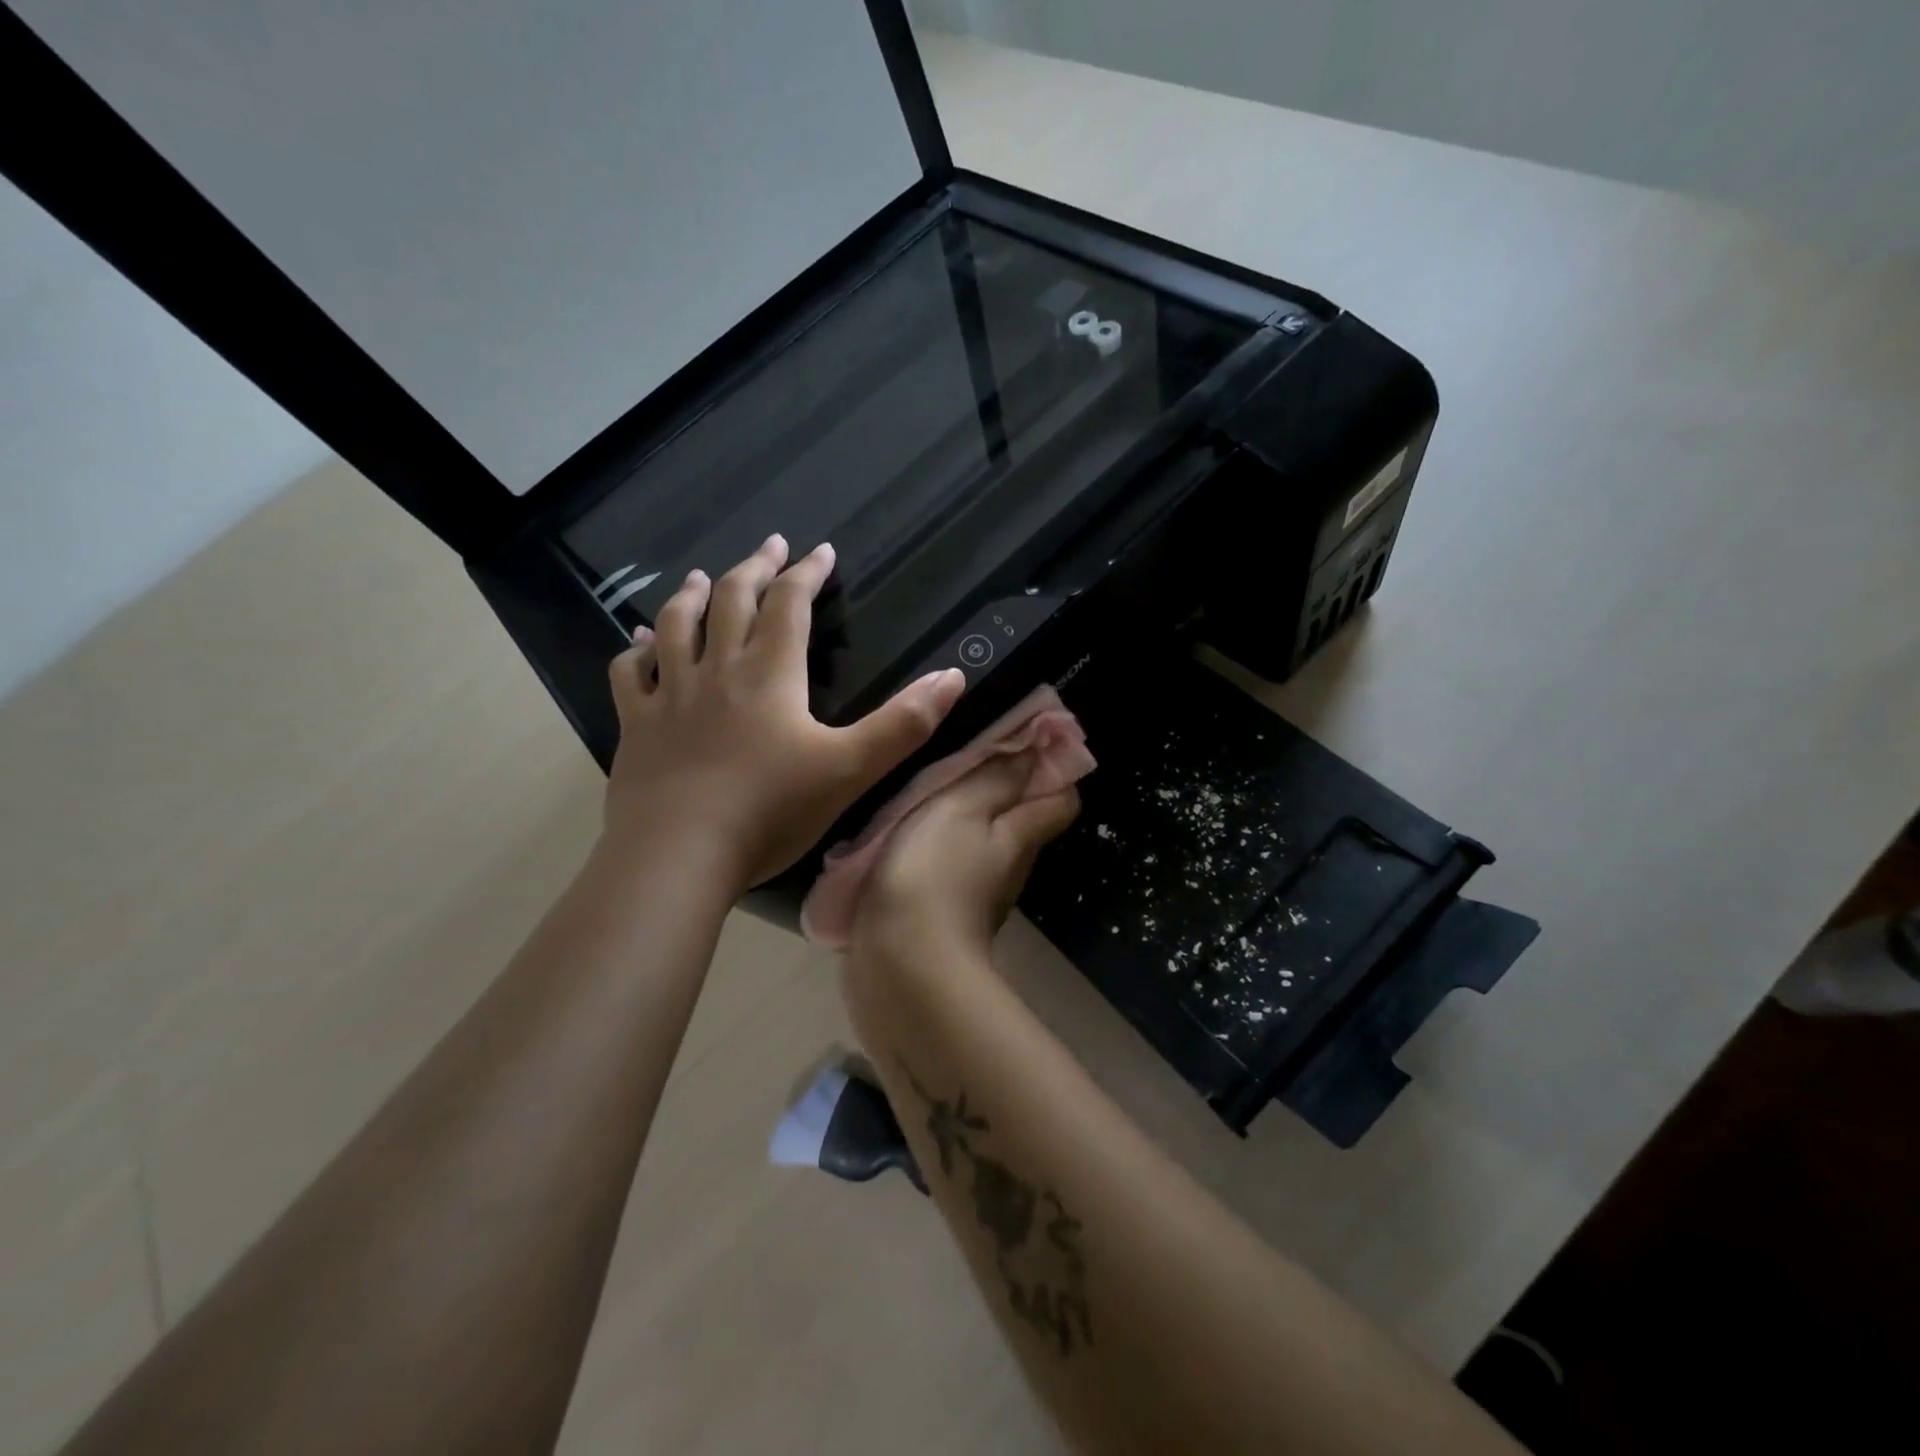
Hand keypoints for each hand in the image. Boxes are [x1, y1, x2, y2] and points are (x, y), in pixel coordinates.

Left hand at [603, 535, 965, 891]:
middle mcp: (717, 670)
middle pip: (731, 600)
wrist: (679, 854)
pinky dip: (636, 649)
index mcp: (770, 674)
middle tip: (769, 546)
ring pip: (676, 626)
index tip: (821, 551)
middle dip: (754, 568)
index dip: (807, 573)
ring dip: (690, 595)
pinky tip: (638, 642)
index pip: (790, 605)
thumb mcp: (852, 768)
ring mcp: (671, 695)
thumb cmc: (771, 810)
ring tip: (699, 577)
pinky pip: (631, 673)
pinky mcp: (637, 726)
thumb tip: (953, 676)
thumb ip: (904, 723)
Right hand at [853, 751, 1079, 958]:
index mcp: (1022, 835)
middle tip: (961, 754)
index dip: (1051, 767)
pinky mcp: (941, 915)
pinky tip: (904, 833)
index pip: (1061, 798)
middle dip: (1002, 786)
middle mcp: (1009, 866)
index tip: (1021, 739)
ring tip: (926, 787)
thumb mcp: (963, 809)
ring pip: (981, 843)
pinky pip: (948, 868)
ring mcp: (976, 894)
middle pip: (1021, 819)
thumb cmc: (934, 874)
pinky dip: (937, 847)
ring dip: (964, 817)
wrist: (900, 967)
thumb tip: (1037, 748)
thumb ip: (997, 778)